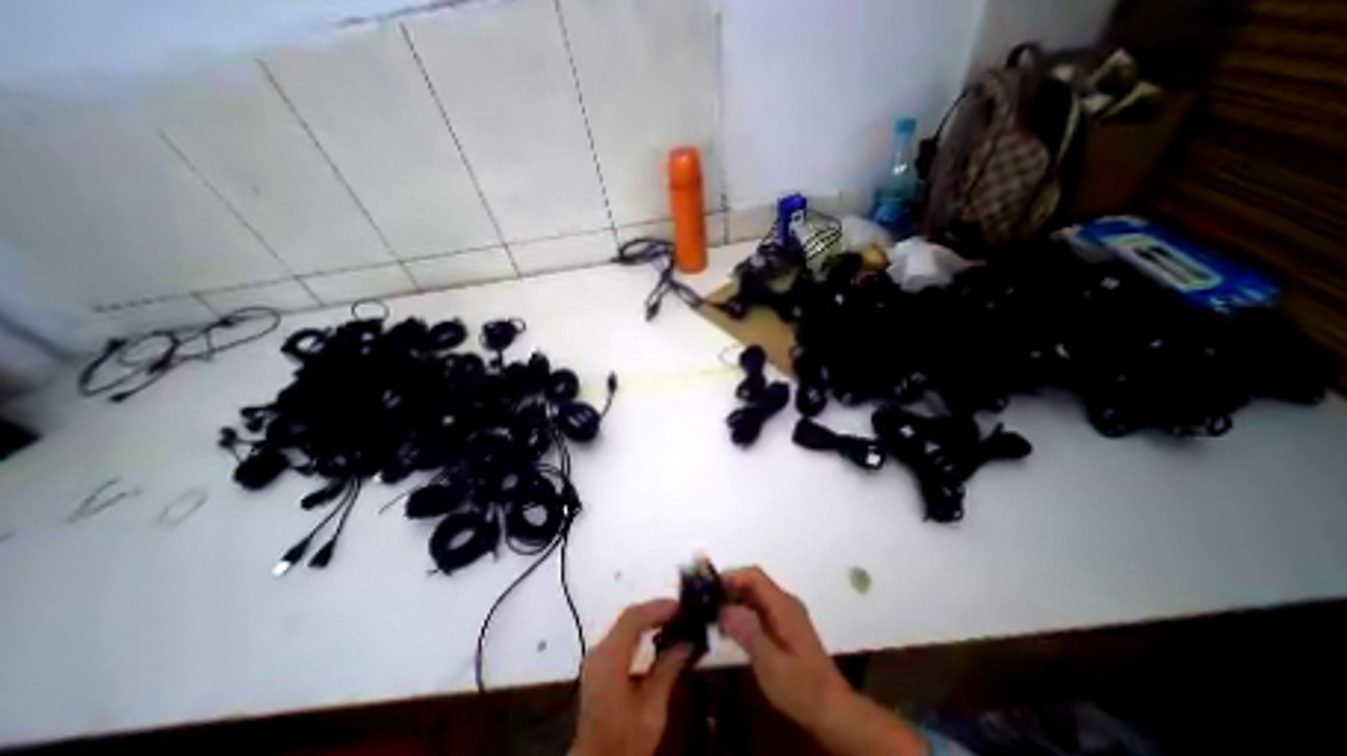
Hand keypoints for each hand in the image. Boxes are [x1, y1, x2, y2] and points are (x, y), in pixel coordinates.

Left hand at [566, 603, 692, 755]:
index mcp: (609, 659)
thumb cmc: (624, 742)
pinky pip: (622, 636)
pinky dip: (641, 630)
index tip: (681, 607)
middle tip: (682, 612)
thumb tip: (687, 642)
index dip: (657, 608)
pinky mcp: (599, 665)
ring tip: (674, 620)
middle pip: (629, 618)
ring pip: (625, 624)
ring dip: (649, 618)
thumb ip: (668, 670)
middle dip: (656, 611)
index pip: (633, 618)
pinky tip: (657, 636)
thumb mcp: (651, 711)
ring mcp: (597, 657)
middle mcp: (599, 651)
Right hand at [720, 565, 845, 729]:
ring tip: (711, 615)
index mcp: (783, 605)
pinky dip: (741, 613)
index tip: (708, 587)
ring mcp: (785, 614)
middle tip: (704, 602)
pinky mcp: (783, 627)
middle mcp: (784, 603)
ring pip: (754, 596)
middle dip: (728, 588)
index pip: (754, 576)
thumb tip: (723, 609)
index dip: (731, 576)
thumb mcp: (771, 664)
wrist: (832, 711)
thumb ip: (747, 633)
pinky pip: (758, 609)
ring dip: (733, 601)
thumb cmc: (801, 688)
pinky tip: (728, 629)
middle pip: (752, 583)